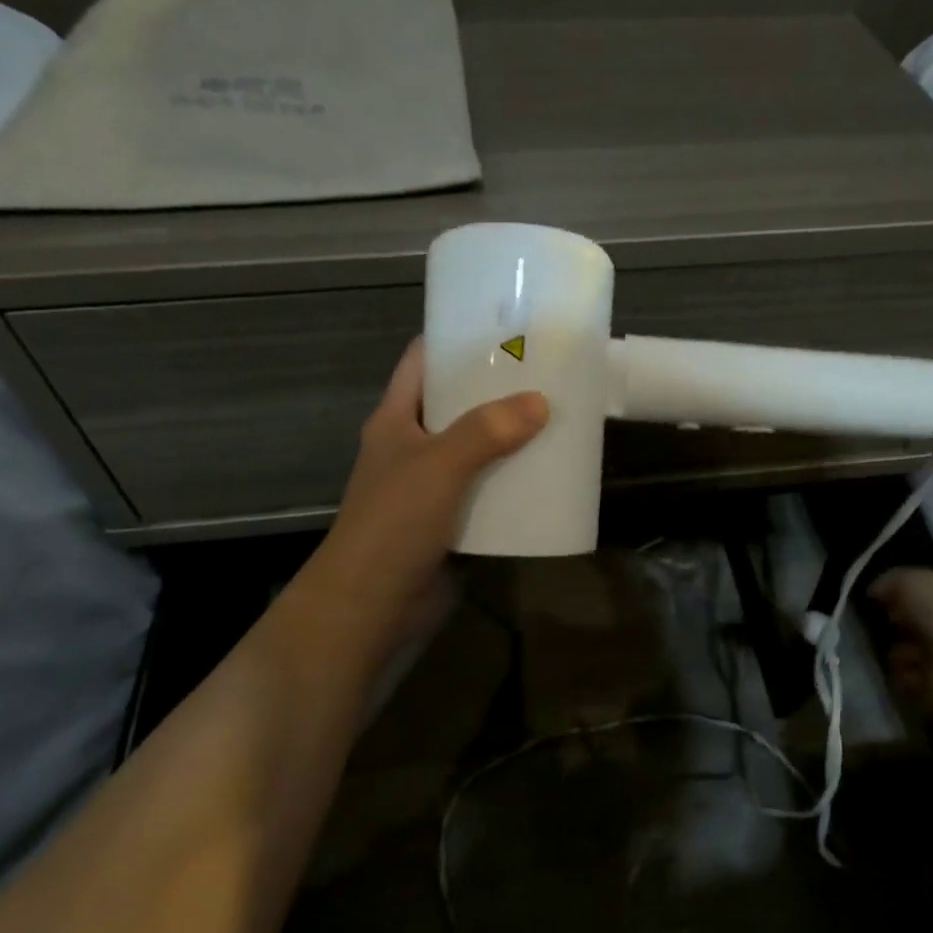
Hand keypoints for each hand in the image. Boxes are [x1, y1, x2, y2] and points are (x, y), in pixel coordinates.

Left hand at [298, 338, 547, 657]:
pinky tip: (548, 476)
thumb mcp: (438, 465)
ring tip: (558, 419)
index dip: (455, 340)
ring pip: (477, 451)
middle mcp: (413, 447)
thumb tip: (540, 401)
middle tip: (547, 374)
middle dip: (497, 391)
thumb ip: (486, 431)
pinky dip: (514, 485)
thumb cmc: (393, 523)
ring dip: (511, 440)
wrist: (373, 604)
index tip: (502, 328)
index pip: (421, 362)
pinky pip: (488, 493)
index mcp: (396, 420)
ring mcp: (432, 487)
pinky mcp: (452, 522)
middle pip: (456, 405)